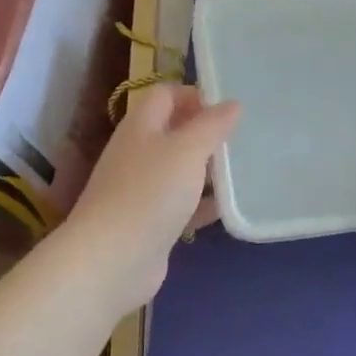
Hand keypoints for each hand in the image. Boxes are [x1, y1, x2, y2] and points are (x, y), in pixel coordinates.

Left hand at [62, 83, 239, 311]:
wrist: (111, 260)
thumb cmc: (150, 193)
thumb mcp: (188, 150)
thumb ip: (212, 125)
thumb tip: (232, 103)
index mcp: (141, 126)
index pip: (166, 94)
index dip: (195, 95)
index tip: (228, 109)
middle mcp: (138, 153)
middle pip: (174, 132)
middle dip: (207, 133)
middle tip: (243, 139)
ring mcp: (142, 189)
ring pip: (180, 169)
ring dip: (208, 169)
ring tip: (244, 171)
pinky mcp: (150, 222)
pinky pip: (181, 204)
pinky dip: (203, 203)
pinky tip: (229, 208)